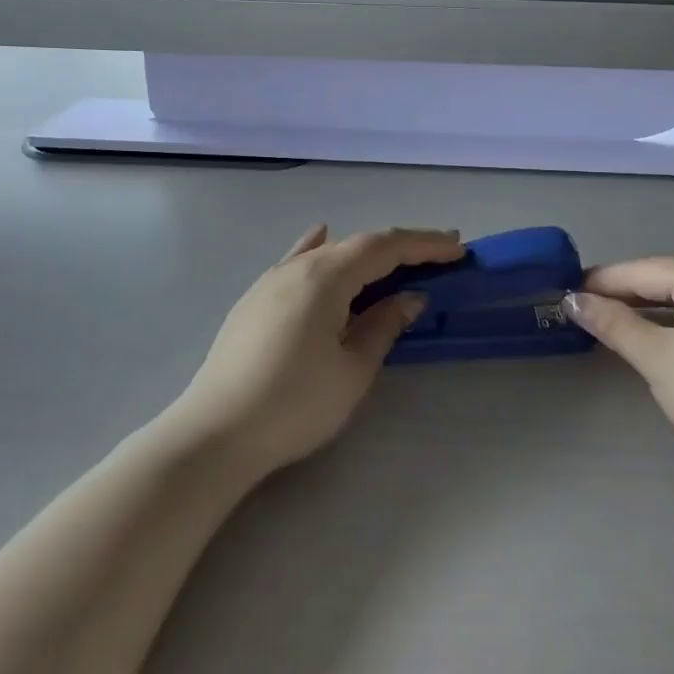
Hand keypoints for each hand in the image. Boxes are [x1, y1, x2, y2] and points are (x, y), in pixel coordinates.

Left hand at [173, 225, 465, 477]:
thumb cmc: (295, 404)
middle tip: (439, 255)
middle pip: (357, 244)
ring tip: (395, 260)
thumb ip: (383, 326)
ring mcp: (270, 282)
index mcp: (325, 276)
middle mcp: (296, 267)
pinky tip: (321, 238)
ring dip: (366, 254)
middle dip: (400, 248)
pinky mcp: (254, 301)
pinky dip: (320, 251)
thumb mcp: (353, 370)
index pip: (384, 246)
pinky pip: (297, 262)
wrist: (214, 435)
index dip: (424, 244)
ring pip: (328, 253)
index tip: (458, 247)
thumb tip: (408, 298)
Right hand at [564, 259, 673, 488]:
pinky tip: (645, 342)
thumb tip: (573, 300)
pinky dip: (668, 328)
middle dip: (621, 295)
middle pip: (664, 281)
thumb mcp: (658, 358)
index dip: (602, 280)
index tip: (564, 290)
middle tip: (578, 308)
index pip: (644, 269)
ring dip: (643, 312)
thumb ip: (614, 324)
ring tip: (603, 324)